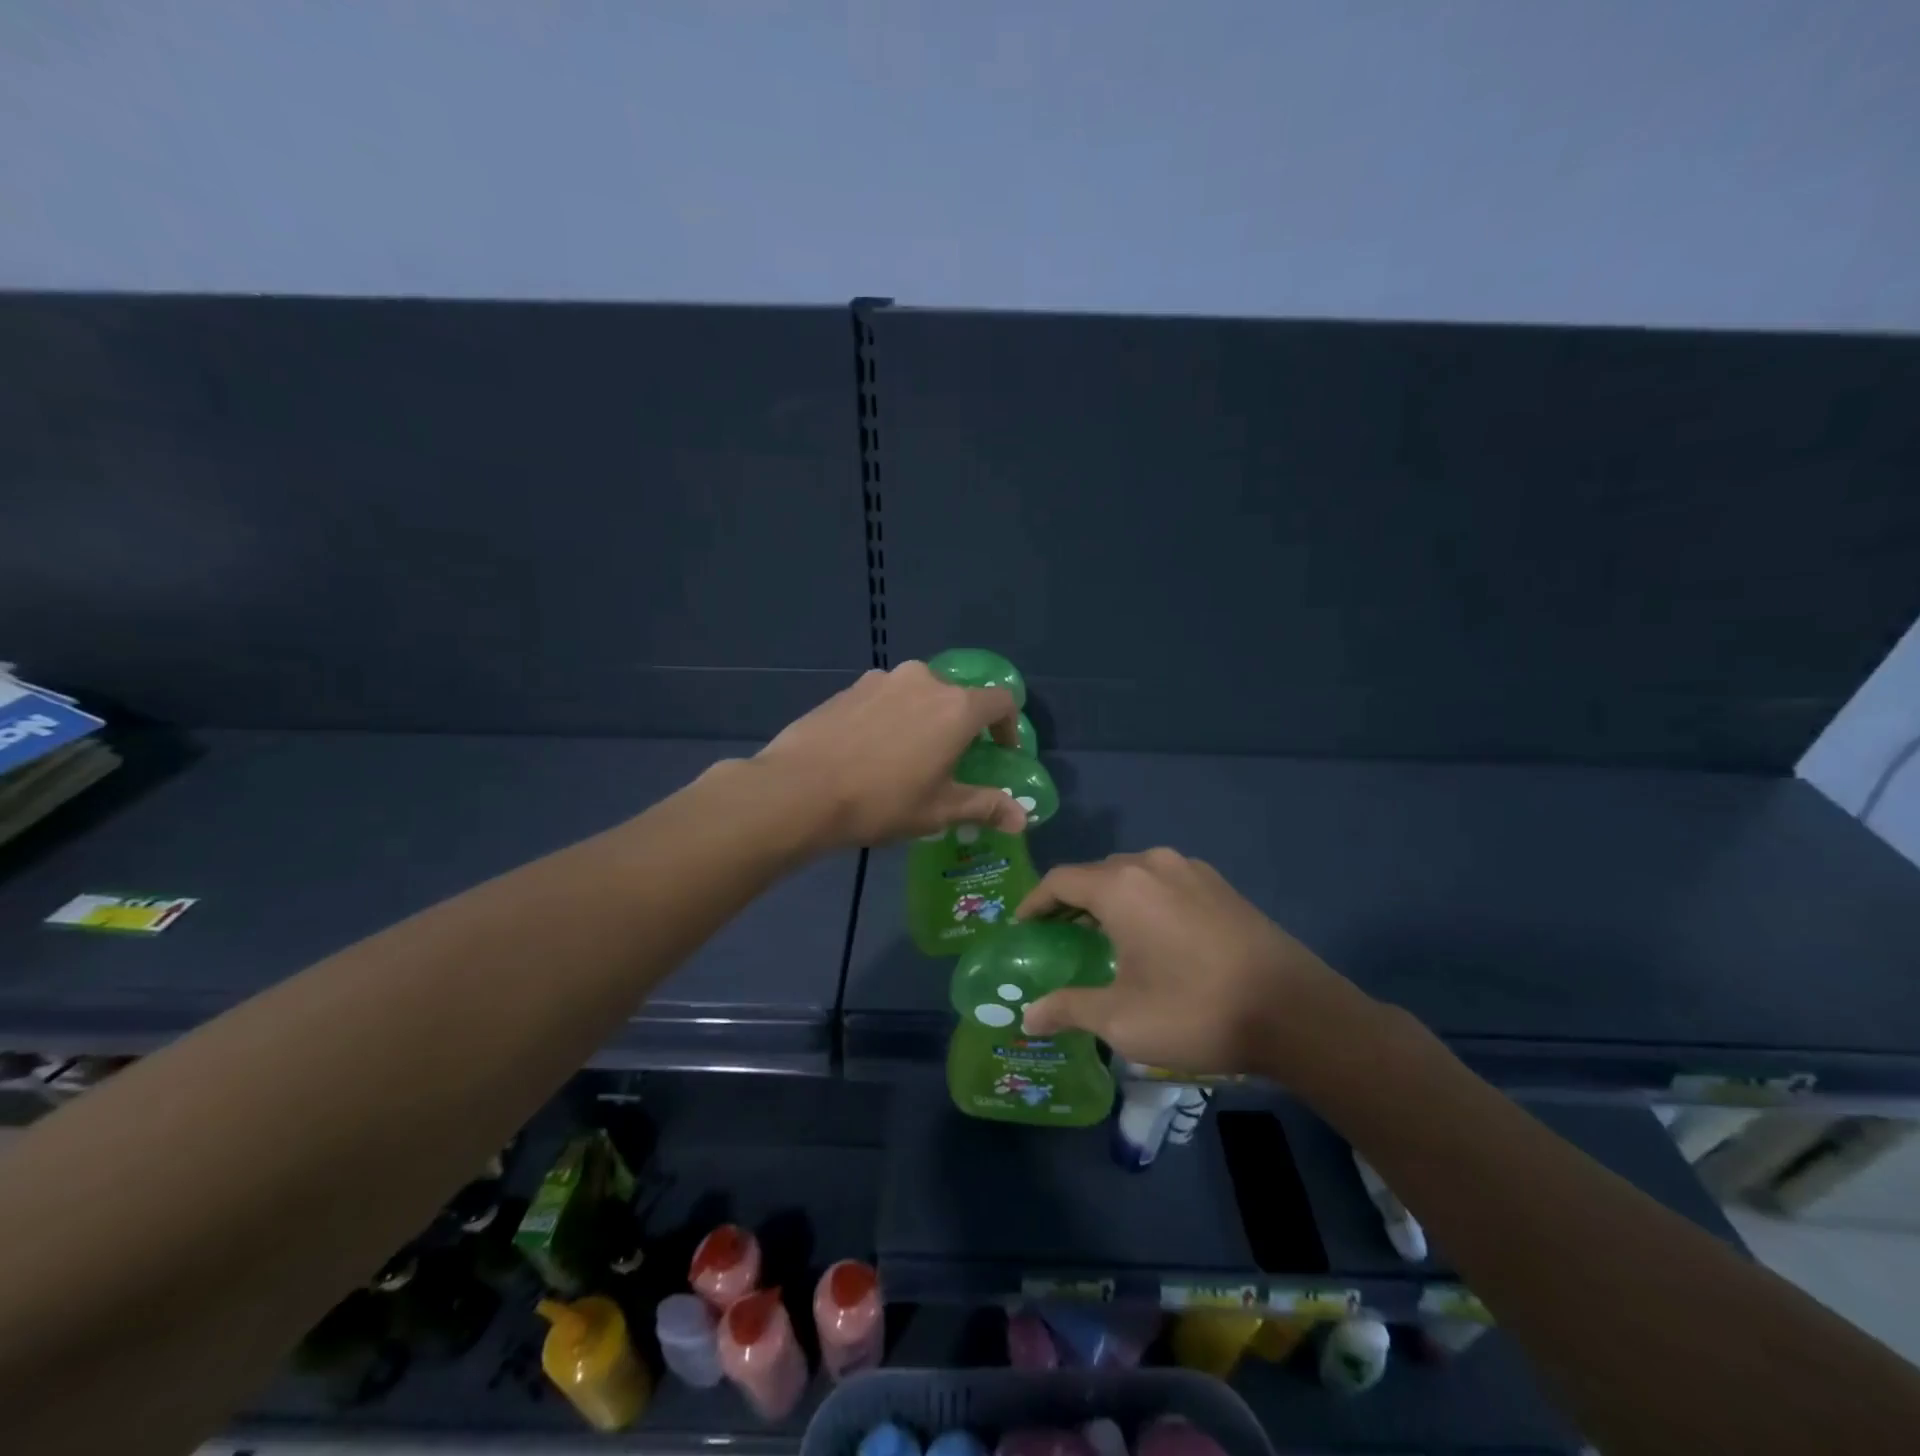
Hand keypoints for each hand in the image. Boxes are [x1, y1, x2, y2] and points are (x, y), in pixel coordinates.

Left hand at [755, 662, 1025, 849]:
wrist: (801, 789)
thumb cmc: (882, 801)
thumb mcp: (939, 810)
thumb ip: (985, 806)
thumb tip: (1021, 819)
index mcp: (956, 707)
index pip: (1001, 701)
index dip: (1008, 727)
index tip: (999, 753)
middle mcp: (925, 680)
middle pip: (958, 696)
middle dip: (961, 725)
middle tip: (949, 761)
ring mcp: (883, 679)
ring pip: (919, 695)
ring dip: (924, 718)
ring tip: (906, 756)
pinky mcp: (850, 687)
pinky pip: (886, 697)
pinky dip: (891, 717)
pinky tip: (870, 750)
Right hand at [1016, 849, 1376, 1077]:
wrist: (1296, 1012)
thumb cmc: (1195, 1010)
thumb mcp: (1122, 1019)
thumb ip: (1069, 1008)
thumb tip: (1028, 1016)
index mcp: (1121, 886)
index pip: (1061, 880)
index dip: (1035, 902)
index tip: (1022, 927)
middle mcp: (1153, 864)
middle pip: (1097, 874)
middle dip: (1072, 902)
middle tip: (1059, 937)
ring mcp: (1192, 870)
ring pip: (1134, 876)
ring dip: (1111, 900)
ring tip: (1103, 937)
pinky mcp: (1221, 886)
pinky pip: (1166, 884)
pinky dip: (1145, 902)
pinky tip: (1153, 937)